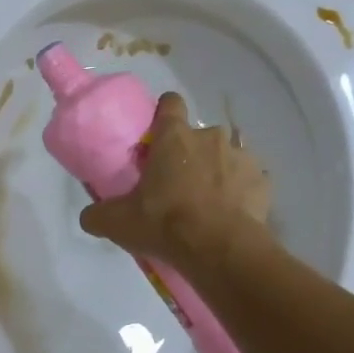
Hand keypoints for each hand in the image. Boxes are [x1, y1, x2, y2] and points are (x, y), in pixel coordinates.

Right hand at [79, 92, 271, 266]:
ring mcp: (242, 157)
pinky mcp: (263, 182)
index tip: (157, 134)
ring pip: (226, 157)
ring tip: (206, 204)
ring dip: (217, 173)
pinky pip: (248, 182)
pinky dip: (240, 194)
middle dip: (189, 154)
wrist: (219, 249)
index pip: (170, 104)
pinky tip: (229, 216)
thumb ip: (98, 214)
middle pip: (197, 136)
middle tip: (176, 184)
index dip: (163, 114)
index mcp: (174, 137)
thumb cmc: (164, 223)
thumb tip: (90, 216)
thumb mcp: (117, 223)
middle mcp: (210, 136)